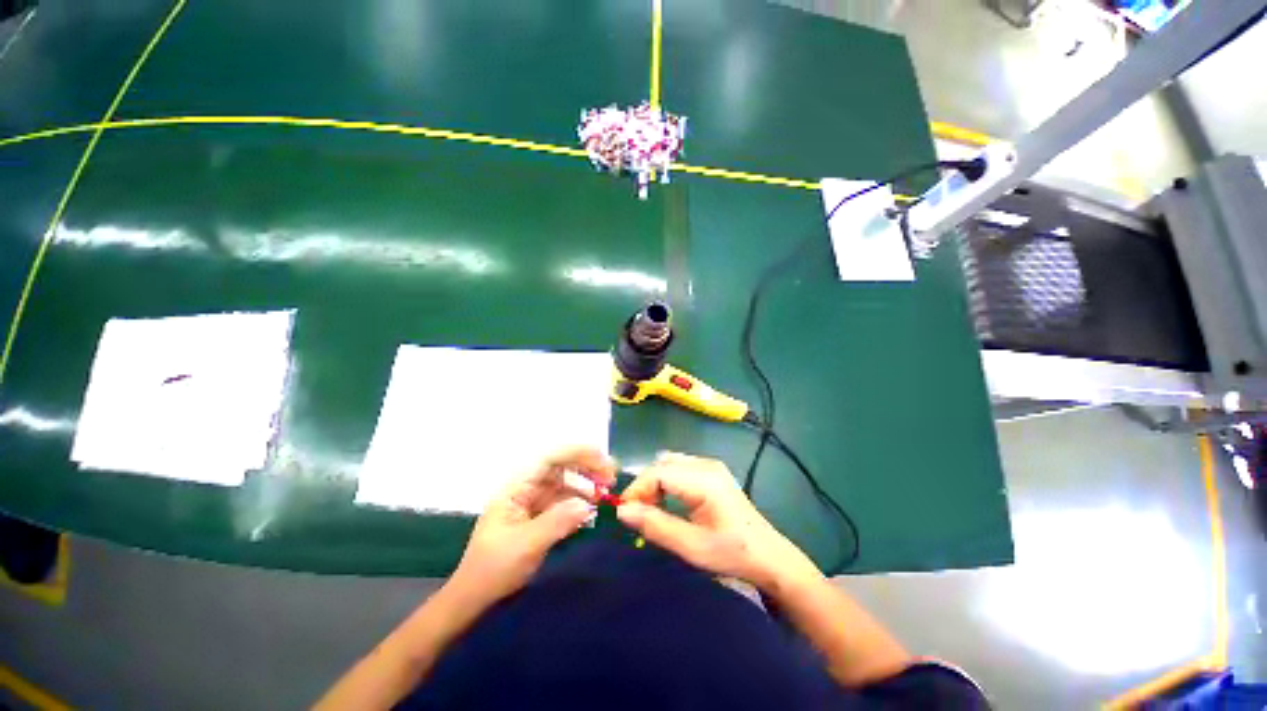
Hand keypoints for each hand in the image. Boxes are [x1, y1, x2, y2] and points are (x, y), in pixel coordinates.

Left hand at [451, 446, 615, 606]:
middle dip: (586, 467)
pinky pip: (563, 502)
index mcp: (517, 488)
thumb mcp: (526, 546)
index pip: (550, 459)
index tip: (603, 461)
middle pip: (560, 467)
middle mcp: (526, 489)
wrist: (473, 599)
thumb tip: (588, 503)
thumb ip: (558, 521)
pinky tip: (593, 509)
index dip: (578, 454)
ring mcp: (533, 502)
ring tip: (606, 493)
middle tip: (610, 478)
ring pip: (565, 483)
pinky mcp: (539, 517)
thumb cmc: (493, 570)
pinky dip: (580, 502)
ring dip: (586, 484)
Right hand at [617, 452, 820, 592]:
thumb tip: (622, 511)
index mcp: (704, 480)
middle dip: (645, 486)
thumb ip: (655, 525)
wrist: (770, 557)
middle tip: (638, 514)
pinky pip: (680, 468)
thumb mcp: (691, 546)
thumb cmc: (732, 554)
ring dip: (655, 483)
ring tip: (651, 510)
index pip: (658, 472)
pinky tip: (668, 502)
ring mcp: (711, 466)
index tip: (625, 512)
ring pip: (669, 464)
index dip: (637, 489)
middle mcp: (707, 465)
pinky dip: (667, 481)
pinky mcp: (713, 472)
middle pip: (662, 465)